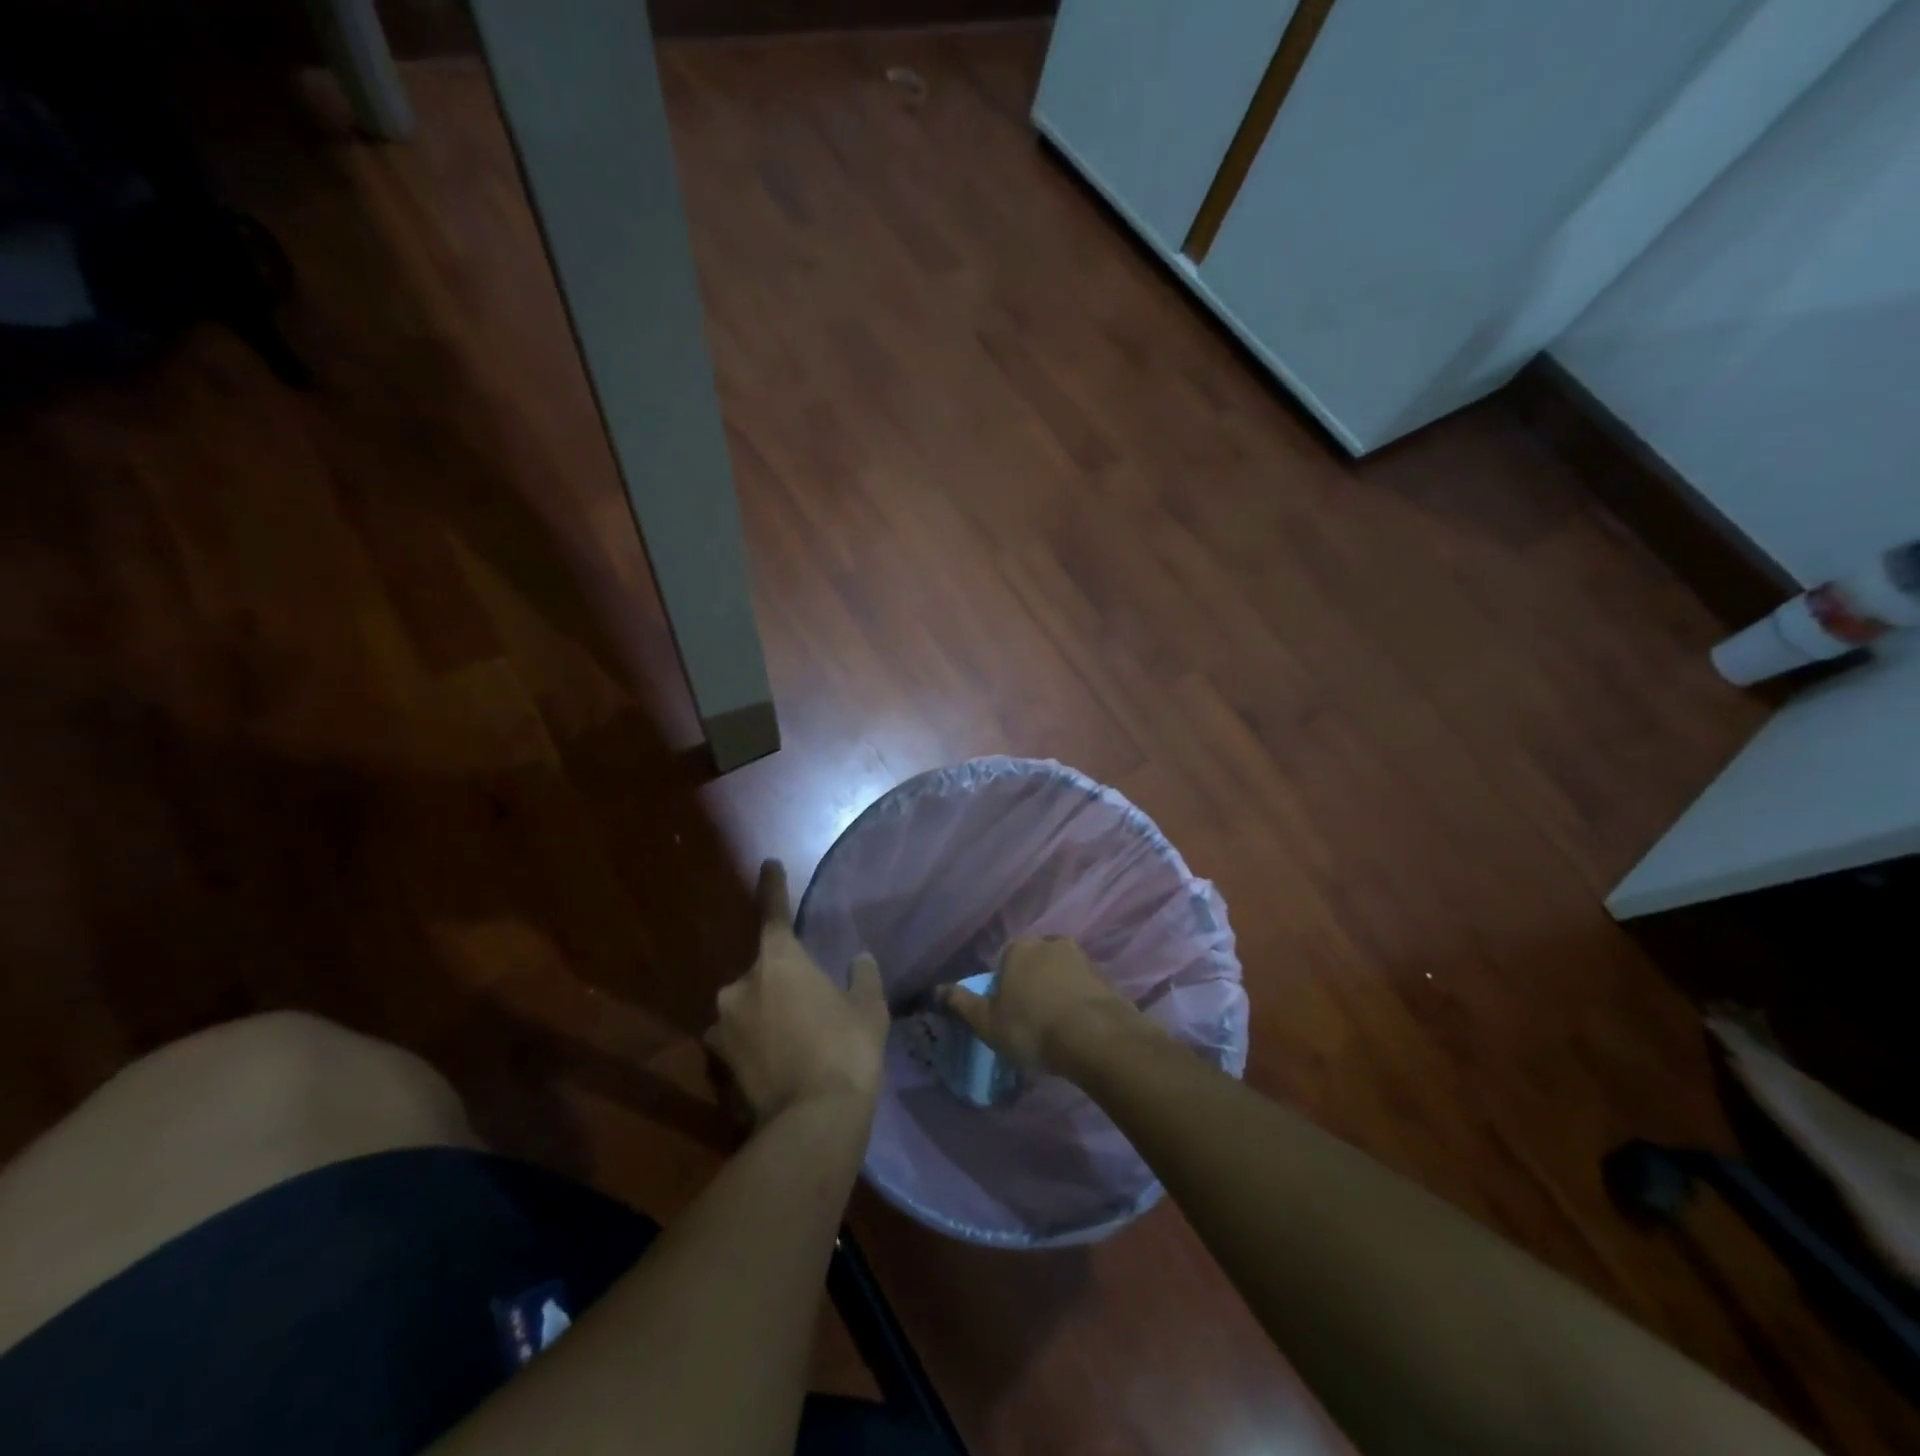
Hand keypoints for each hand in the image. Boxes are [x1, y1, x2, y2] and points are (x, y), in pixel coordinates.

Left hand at [705, 861, 888, 1125]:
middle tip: (809, 1004)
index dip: (773, 886)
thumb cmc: (847, 1050)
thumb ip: (861, 976)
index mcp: (779, 961)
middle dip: (781, 981)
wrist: (813, 1122)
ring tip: (793, 1040)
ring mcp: (722, 1027)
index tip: (769, 863)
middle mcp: (741, 986)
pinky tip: (775, 1064)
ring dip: (764, 1014)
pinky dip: (753, 1044)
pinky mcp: (717, 1063)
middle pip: (761, 970)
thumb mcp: (868, 1008)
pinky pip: (736, 1040)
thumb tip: (859, 960)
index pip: (773, 912)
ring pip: (746, 1007)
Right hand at [940, 935, 1144, 1074]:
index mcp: (1020, 948)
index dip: (1004, 987)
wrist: (1096, 1038)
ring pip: (1061, 974)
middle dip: (1033, 984)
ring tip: (1057, 1027)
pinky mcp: (1106, 977)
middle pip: (1035, 963)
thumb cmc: (1033, 1028)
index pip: (1005, 961)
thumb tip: (936, 990)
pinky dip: (1080, 1002)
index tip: (1008, 1013)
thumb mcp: (988, 1022)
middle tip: (1032, 1019)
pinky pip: (1084, 988)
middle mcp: (1051, 943)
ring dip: (1058, 992)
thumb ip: (962, 1004)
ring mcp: (1083, 958)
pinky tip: (1078, 1028)